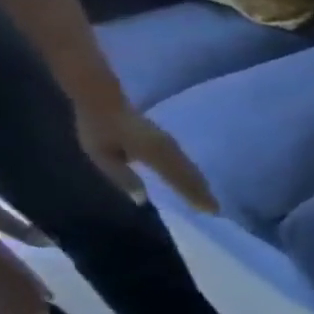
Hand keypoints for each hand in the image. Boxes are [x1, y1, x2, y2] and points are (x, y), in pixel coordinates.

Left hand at [75, 100, 218, 212]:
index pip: (179, 180)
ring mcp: (172, 146)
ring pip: (191, 169)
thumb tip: (142, 199)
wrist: (104, 101)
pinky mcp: (170, 143)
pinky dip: (195, 175)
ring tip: (209, 198)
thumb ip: (123, 176)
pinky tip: (197, 180)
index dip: (194, 196)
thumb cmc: (99, 128)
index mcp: (155, 155)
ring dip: (201, 185)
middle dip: (203, 193)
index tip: (209, 212)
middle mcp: (170, 152)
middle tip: (215, 210)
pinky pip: (187, 162)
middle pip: (190, 176)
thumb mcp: (101, 155)